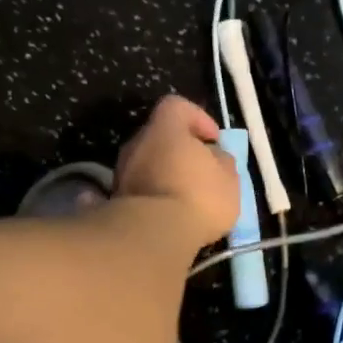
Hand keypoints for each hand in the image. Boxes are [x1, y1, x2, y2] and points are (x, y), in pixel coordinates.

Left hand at [114, 95, 240, 250]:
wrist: (154, 235)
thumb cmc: (199, 197)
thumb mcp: (229, 178)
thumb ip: (222, 160)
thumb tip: (215, 157)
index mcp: (165, 128)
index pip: (178, 106)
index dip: (199, 118)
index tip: (214, 141)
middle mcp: (137, 143)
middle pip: (160, 137)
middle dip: (181, 151)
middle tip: (202, 172)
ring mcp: (121, 172)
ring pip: (148, 164)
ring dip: (166, 175)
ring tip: (186, 199)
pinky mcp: (114, 200)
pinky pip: (139, 189)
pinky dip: (153, 196)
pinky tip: (167, 215)